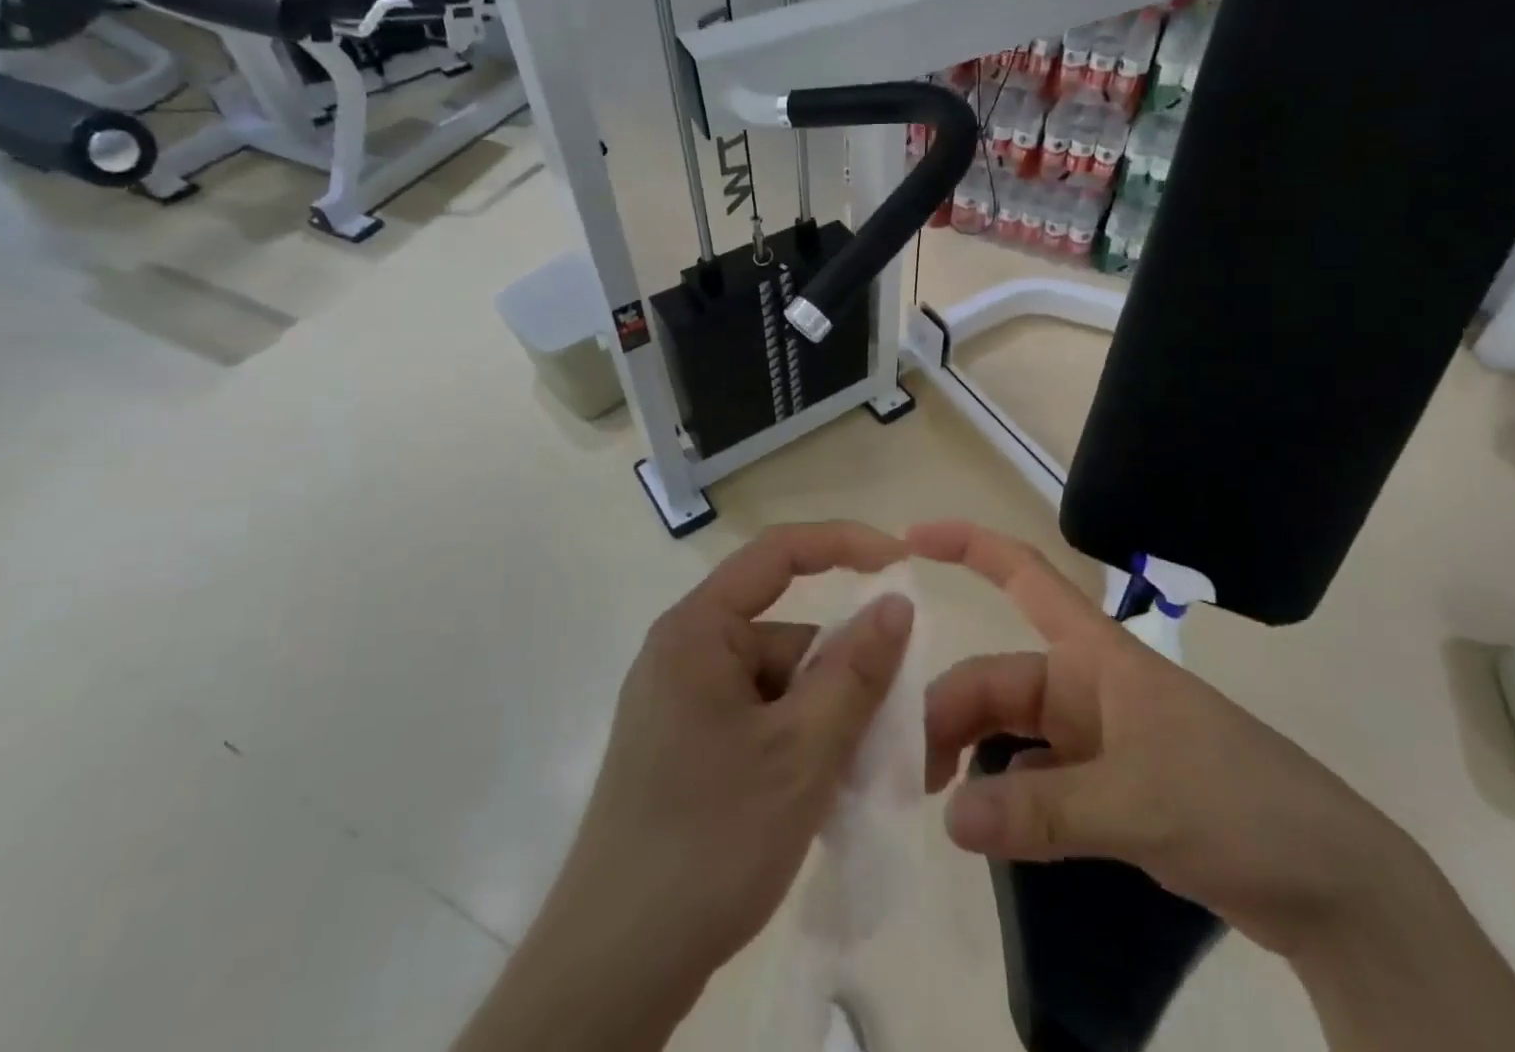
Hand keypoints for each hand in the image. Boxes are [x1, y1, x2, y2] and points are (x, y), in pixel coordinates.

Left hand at [540, 522, 913, 1004]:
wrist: (613, 971)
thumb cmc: (710, 840)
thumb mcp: (802, 752)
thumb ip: (856, 672)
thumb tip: (897, 602)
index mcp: (699, 630)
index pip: (778, 553)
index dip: (844, 544)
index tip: (901, 562)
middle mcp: (687, 652)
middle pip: (788, 636)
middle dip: (843, 676)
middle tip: (890, 731)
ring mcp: (683, 703)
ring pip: (782, 686)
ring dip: (826, 722)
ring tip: (854, 783)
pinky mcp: (687, 747)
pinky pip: (762, 720)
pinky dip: (799, 745)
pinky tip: (820, 797)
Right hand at [913, 521, 1424, 958]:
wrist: (1333, 884)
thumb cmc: (1237, 803)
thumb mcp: (1137, 802)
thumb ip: (1041, 810)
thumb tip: (948, 817)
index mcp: (1095, 653)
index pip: (1022, 575)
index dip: (967, 546)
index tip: (908, 540)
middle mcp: (1086, 685)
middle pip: (998, 680)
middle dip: (949, 714)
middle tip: (910, 776)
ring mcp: (1096, 737)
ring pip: (1011, 731)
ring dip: (972, 759)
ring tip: (937, 807)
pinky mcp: (1107, 786)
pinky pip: (1035, 778)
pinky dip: (1006, 799)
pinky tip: (985, 829)